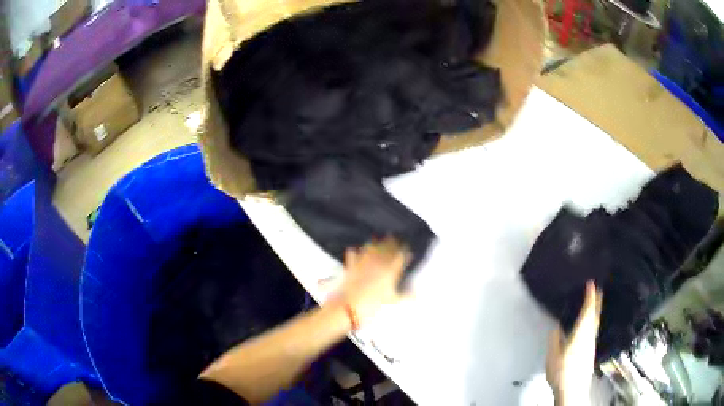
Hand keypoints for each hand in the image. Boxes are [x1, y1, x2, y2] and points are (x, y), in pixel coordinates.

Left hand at [328, 238, 409, 325]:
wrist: (349, 305)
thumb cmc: (374, 304)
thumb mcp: (392, 301)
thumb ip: (405, 296)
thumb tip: (416, 294)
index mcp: (390, 270)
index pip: (400, 256)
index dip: (404, 251)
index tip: (407, 249)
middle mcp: (377, 262)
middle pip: (386, 248)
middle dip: (391, 242)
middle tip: (394, 239)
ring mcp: (363, 262)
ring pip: (371, 247)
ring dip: (375, 243)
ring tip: (377, 240)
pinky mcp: (351, 266)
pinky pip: (353, 254)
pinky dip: (355, 252)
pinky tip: (355, 250)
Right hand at [546, 281, 602, 405]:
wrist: (573, 389)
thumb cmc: (561, 371)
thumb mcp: (553, 355)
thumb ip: (555, 339)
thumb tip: (557, 326)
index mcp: (581, 334)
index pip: (588, 311)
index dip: (590, 296)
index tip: (591, 283)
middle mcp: (589, 336)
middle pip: (595, 315)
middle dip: (597, 300)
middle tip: (598, 288)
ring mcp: (591, 343)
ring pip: (596, 322)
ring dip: (596, 309)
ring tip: (594, 301)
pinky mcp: (591, 350)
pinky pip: (594, 329)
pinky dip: (593, 320)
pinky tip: (589, 323)